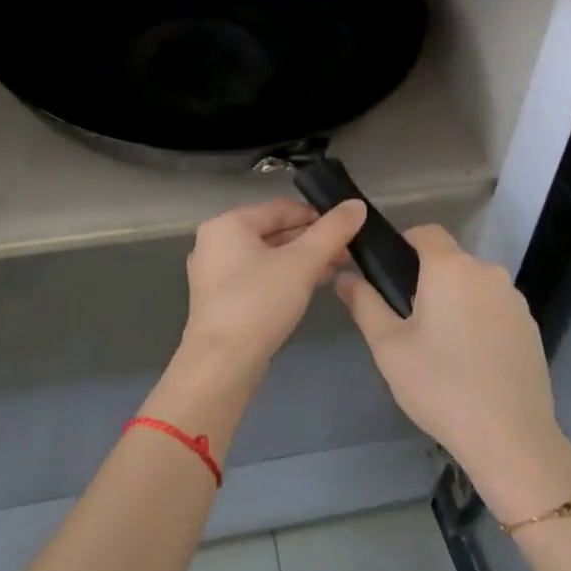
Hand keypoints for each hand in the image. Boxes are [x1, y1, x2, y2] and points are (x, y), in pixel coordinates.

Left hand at [181, 197, 368, 372]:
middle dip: (311, 241)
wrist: (221, 365)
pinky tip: (308, 289)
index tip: (348, 230)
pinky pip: (256, 277)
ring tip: (334, 271)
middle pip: (273, 232)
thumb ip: (332, 231)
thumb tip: (357, 205)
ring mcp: (213, 274)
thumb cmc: (259, 303)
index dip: (317, 216)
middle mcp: (215, 242)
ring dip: (300, 261)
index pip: (281, 208)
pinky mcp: (219, 301)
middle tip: (346, 254)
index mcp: (228, 224)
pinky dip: (282, 278)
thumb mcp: (302, 263)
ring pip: (266, 256)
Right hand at [337, 225, 570, 520]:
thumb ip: (364, 303)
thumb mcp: (388, 347)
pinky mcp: (530, 325)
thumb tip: (344, 275)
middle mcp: (487, 271)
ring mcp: (514, 298)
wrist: (510, 438)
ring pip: (474, 284)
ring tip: (441, 343)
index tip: (390, 273)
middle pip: (451, 259)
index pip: (426, 232)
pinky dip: (480, 319)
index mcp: (450, 268)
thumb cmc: (440, 386)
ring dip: (456, 298)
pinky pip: (495, 307)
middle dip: (429, 277)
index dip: (405, 243)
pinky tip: (471, 358)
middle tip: (409, 318)